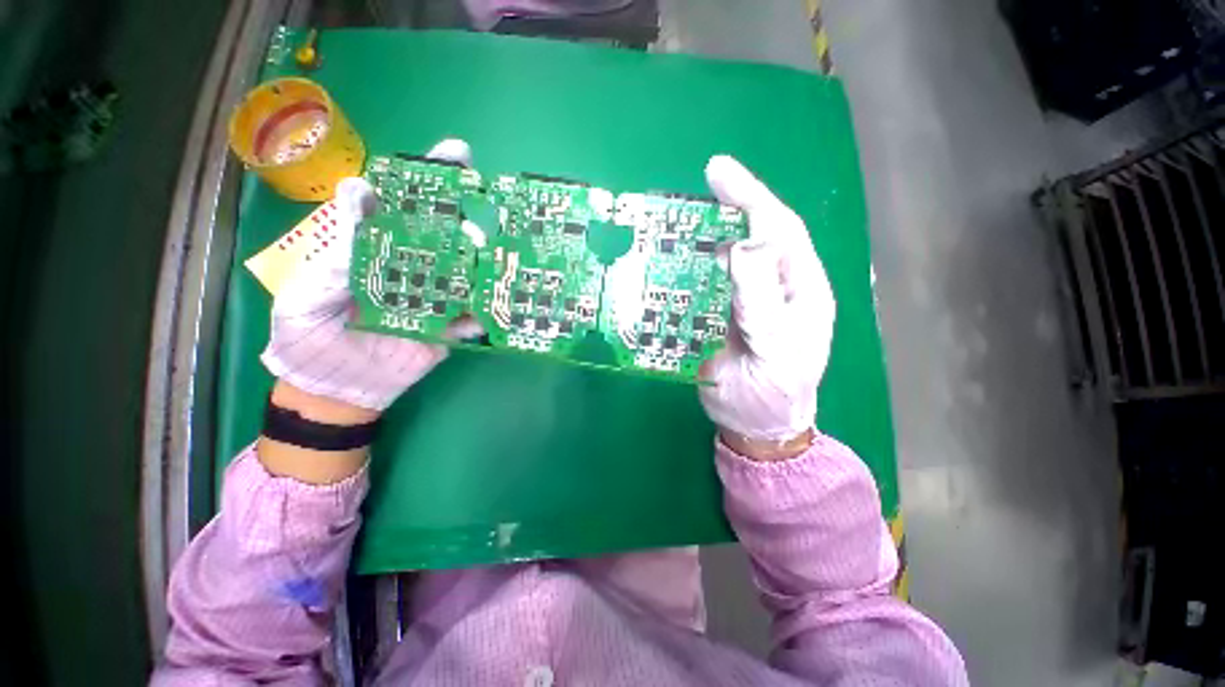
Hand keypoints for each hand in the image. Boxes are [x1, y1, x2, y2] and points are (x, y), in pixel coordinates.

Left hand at [260, 139, 480, 411]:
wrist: (333, 389)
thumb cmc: (306, 339)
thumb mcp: (304, 296)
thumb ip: (333, 258)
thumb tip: (360, 200)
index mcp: (371, 254)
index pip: (395, 211)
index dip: (416, 185)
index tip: (441, 161)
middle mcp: (408, 270)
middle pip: (438, 238)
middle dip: (457, 218)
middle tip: (475, 201)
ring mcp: (431, 301)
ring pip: (460, 276)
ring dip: (477, 262)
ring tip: (488, 248)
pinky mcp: (445, 331)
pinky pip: (468, 320)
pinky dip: (481, 314)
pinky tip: (492, 305)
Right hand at [698, 156, 835, 456]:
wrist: (756, 424)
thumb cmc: (774, 394)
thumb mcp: (775, 351)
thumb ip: (760, 303)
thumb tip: (742, 248)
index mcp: (800, 291)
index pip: (781, 231)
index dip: (752, 198)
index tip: (718, 171)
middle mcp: (775, 287)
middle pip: (757, 235)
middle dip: (733, 205)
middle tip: (702, 183)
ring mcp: (747, 299)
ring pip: (730, 256)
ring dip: (709, 233)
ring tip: (683, 216)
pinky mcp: (723, 314)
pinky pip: (709, 282)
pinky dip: (693, 266)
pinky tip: (677, 257)